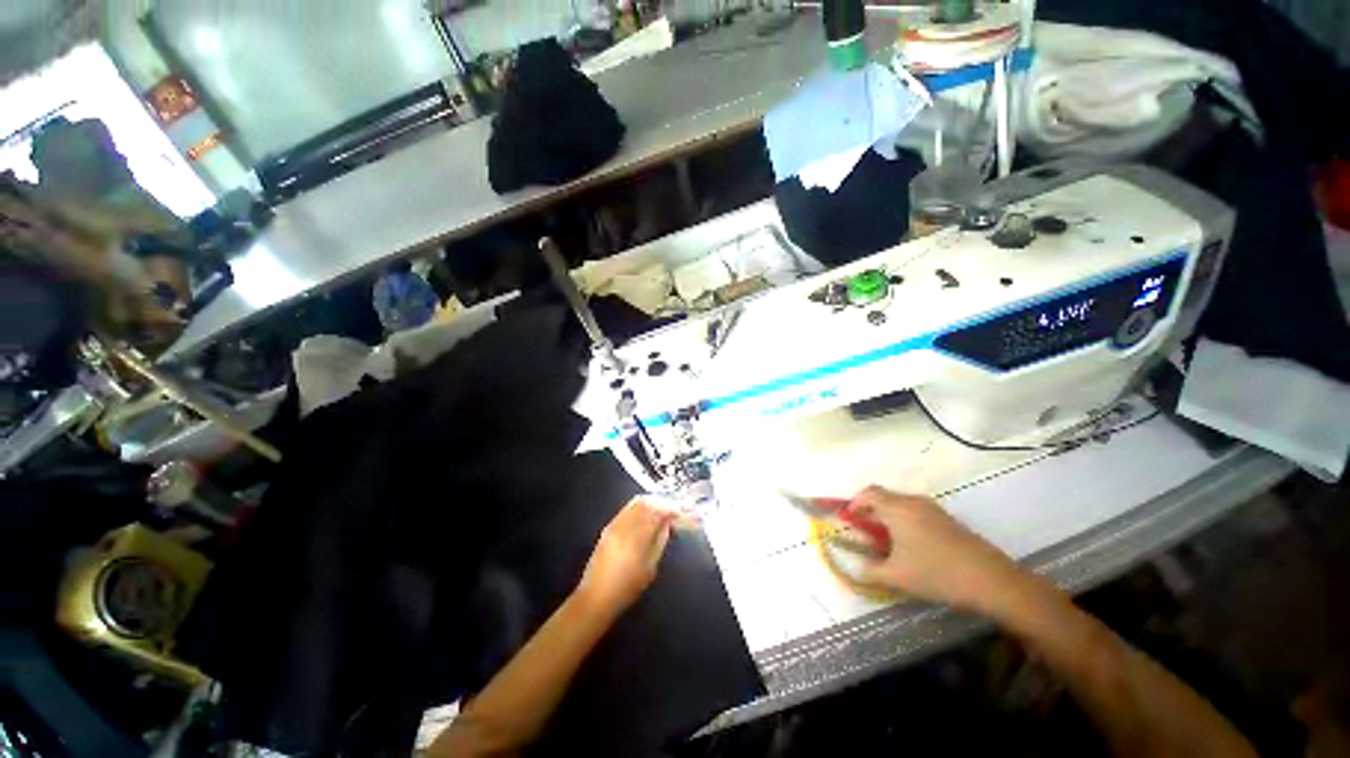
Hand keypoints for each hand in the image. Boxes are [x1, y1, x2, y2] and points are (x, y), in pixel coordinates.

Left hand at [575, 497, 674, 617]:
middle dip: (660, 503)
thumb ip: (660, 542)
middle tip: (670, 510)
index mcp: (636, 538)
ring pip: (634, 504)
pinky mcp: (607, 527)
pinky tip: (645, 515)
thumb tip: (667, 524)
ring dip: (650, 503)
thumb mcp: (650, 568)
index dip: (669, 509)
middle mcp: (624, 526)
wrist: (596, 597)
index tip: (678, 512)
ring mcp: (614, 525)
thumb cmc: (627, 588)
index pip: (656, 513)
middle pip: (645, 504)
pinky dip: (638, 508)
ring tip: (660, 510)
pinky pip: (626, 510)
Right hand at [851, 486, 1033, 615]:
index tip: (849, 520)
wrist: (992, 580)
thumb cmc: (936, 573)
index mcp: (897, 508)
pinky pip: (917, 513)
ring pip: (901, 505)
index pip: (868, 493)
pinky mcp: (948, 520)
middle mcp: (913, 502)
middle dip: (870, 512)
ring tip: (887, 541)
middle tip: (865, 532)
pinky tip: (912, 546)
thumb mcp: (897, 576)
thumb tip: (857, 570)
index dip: (855, 503)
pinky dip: (905, 522)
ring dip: (888, 517)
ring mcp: (934, 510)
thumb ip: (870, 572)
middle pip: (884, 497)